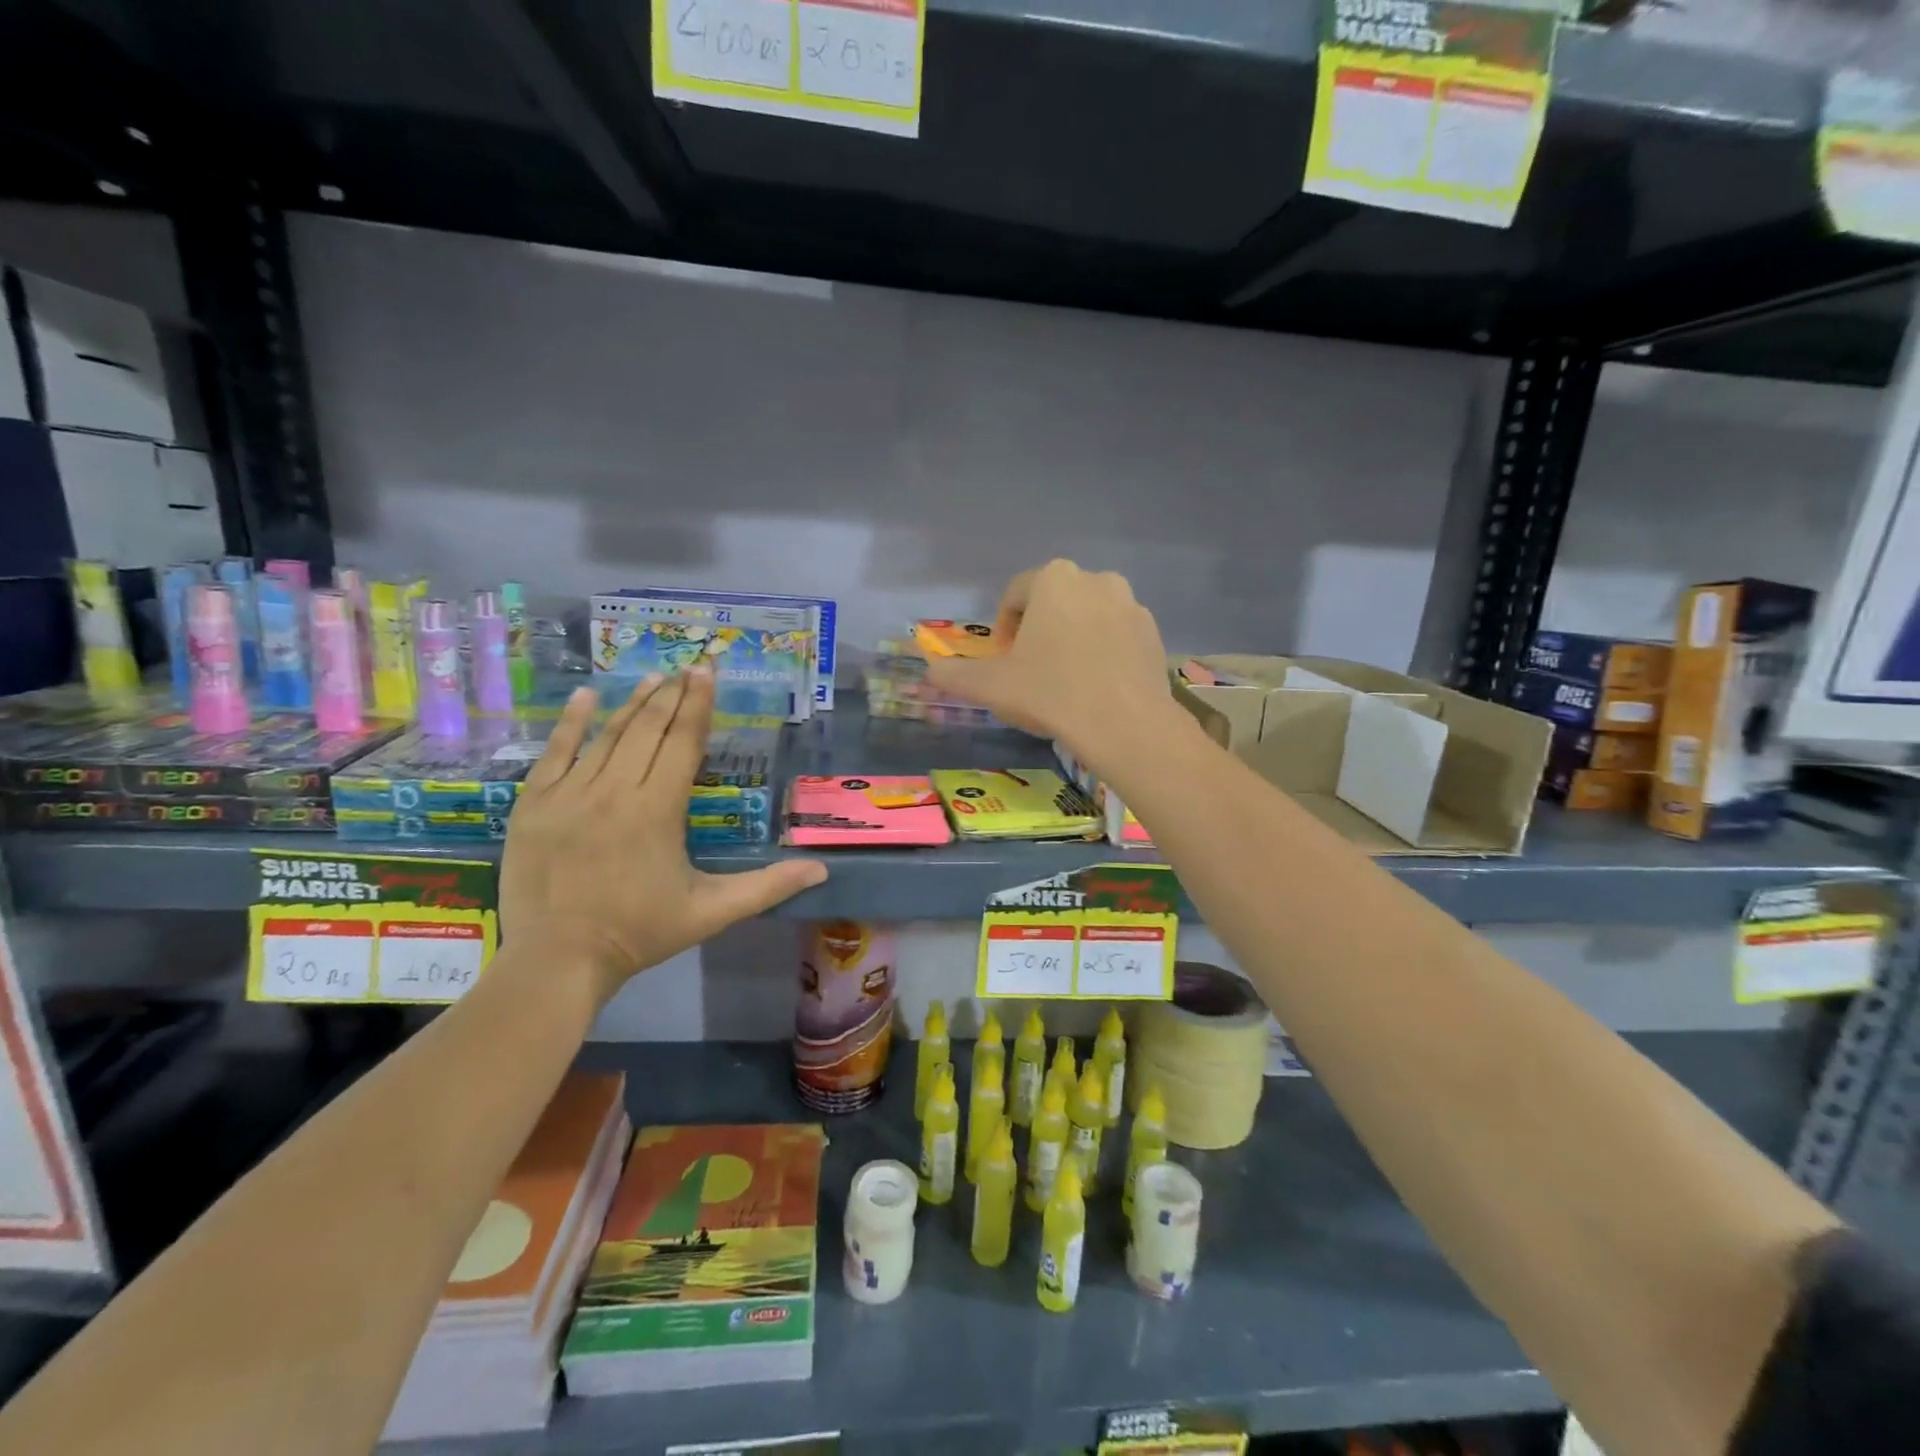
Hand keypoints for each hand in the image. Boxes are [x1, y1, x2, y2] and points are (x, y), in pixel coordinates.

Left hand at [500, 672, 826, 1003]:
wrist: (558, 962)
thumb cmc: (641, 933)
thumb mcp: (712, 912)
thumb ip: (767, 887)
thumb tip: (821, 871)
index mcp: (658, 810)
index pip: (683, 744)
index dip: (698, 705)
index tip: (706, 672)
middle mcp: (614, 791)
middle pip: (648, 731)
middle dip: (671, 696)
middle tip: (687, 667)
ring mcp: (569, 795)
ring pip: (606, 736)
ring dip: (633, 704)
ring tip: (653, 678)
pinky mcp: (534, 805)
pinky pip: (554, 753)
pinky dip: (570, 723)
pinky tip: (585, 697)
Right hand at [924, 560, 1180, 774]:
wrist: (1125, 725)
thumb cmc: (1051, 694)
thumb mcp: (991, 686)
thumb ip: (955, 675)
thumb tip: (929, 672)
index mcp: (1053, 579)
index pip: (1015, 594)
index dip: (1003, 628)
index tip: (1004, 660)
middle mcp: (1095, 579)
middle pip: (1054, 602)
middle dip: (1039, 630)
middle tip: (1032, 670)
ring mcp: (1131, 604)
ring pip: (1088, 617)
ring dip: (1072, 638)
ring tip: (1066, 680)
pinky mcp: (1153, 632)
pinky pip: (1117, 635)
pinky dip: (1103, 651)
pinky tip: (1097, 687)